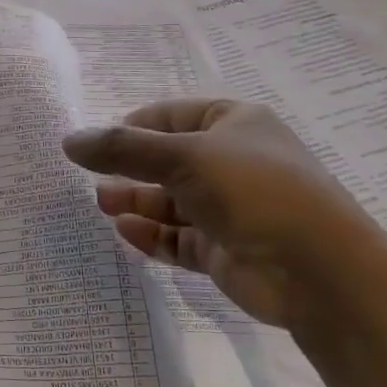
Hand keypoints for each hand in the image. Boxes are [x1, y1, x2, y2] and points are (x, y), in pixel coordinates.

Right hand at [62, 98, 384, 326]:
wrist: (318, 270)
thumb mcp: (182, 157)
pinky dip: (152, 235)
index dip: (133, 126)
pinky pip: (178, 238)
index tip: (97, 142)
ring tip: (102, 203)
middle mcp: (233, 163)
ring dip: (136, 201)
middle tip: (90, 177)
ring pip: (170, 202)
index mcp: (235, 125)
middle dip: (129, 168)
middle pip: (167, 161)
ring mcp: (230, 209)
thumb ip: (121, 148)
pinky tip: (125, 231)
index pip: (172, 116)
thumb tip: (69, 141)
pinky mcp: (224, 249)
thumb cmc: (253, 191)